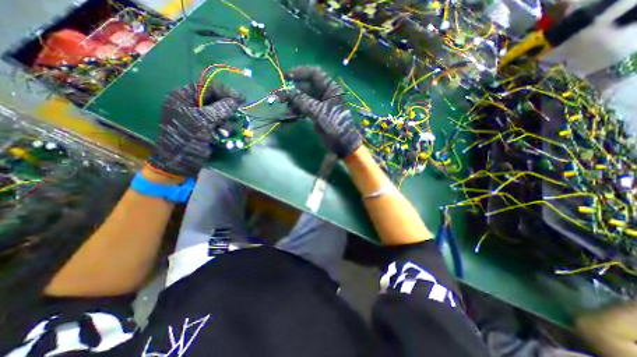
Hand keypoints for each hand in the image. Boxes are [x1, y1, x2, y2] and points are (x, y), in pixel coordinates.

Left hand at [145, 83, 244, 178]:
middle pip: (215, 100)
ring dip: (226, 122)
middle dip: (227, 109)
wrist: (179, 161)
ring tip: (225, 131)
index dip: (226, 91)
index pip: (208, 87)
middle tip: (238, 114)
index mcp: (184, 97)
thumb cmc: (187, 138)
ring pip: (219, 114)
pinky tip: (224, 135)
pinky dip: (223, 129)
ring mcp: (198, 117)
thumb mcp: (203, 121)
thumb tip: (235, 101)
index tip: (241, 99)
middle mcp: (191, 105)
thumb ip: (220, 109)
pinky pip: (218, 124)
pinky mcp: (204, 129)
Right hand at [280, 66, 362, 157]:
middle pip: (307, 87)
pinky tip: (291, 114)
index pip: (314, 74)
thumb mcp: (319, 112)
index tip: (286, 76)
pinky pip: (305, 108)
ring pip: (305, 98)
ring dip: (294, 102)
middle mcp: (326, 94)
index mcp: (331, 88)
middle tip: (281, 97)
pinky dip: (298, 110)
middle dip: (294, 91)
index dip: (300, 72)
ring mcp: (321, 105)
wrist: (343, 144)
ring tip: (286, 108)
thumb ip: (302, 101)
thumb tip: (287, 92)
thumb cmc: (335, 125)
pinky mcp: (318, 115)